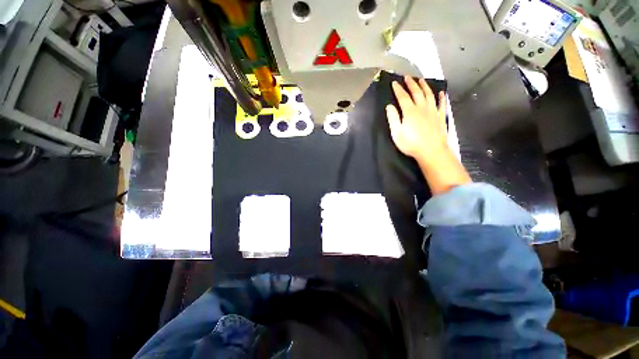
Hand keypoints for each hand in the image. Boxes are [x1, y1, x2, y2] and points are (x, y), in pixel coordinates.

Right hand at [386, 76, 447, 162]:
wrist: (433, 152)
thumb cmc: (413, 145)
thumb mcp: (397, 134)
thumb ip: (393, 118)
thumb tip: (389, 106)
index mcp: (409, 111)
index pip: (402, 96)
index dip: (398, 89)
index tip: (395, 83)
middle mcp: (422, 107)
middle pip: (416, 92)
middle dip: (411, 83)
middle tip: (408, 77)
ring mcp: (433, 111)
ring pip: (429, 95)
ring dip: (425, 86)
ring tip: (422, 80)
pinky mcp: (441, 117)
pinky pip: (442, 105)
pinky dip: (442, 98)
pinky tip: (442, 93)